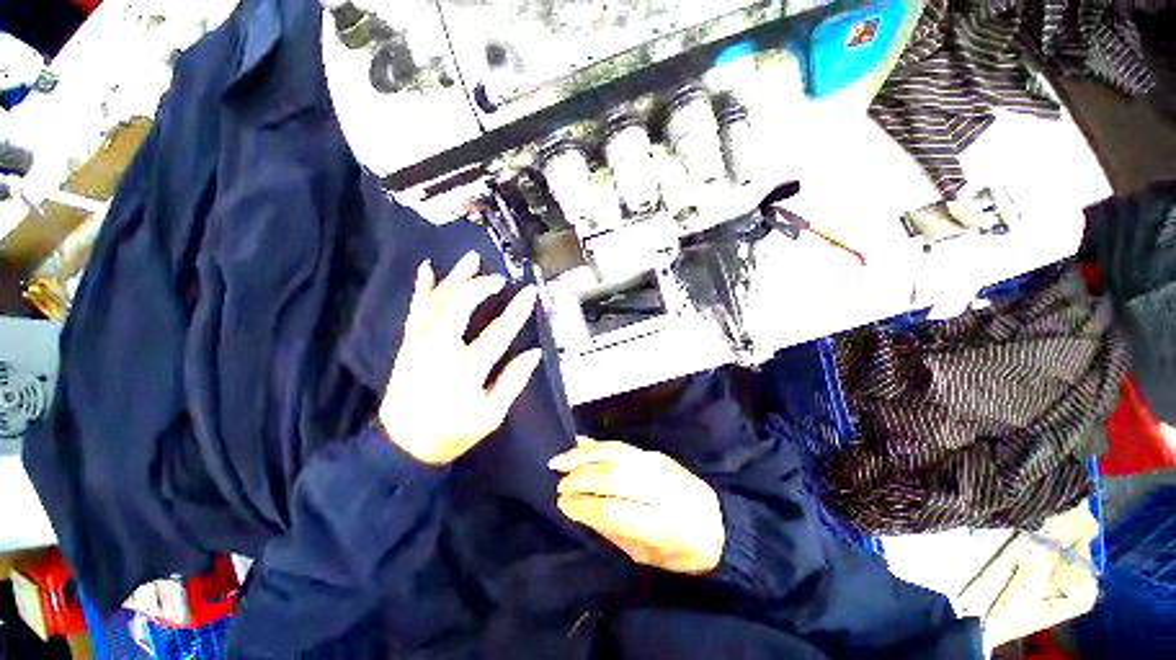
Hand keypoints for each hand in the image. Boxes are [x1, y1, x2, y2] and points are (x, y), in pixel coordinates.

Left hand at [379, 251, 541, 465]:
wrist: (403, 445)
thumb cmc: (452, 432)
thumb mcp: (491, 415)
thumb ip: (513, 381)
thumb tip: (533, 354)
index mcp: (466, 369)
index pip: (498, 332)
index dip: (516, 311)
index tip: (528, 293)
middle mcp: (440, 349)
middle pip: (460, 305)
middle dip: (481, 286)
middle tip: (498, 278)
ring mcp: (420, 343)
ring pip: (437, 300)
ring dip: (455, 277)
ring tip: (471, 259)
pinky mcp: (408, 343)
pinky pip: (416, 308)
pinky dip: (422, 287)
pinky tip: (427, 269)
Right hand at [550, 438, 724, 574]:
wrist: (719, 523)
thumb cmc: (683, 550)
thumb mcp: (649, 556)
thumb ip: (615, 532)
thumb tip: (582, 510)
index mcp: (662, 522)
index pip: (614, 509)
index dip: (584, 506)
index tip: (563, 505)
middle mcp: (659, 486)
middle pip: (612, 475)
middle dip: (580, 479)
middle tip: (559, 484)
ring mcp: (657, 464)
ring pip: (614, 454)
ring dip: (584, 456)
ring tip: (559, 461)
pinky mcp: (654, 453)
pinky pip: (620, 445)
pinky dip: (597, 444)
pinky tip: (580, 444)